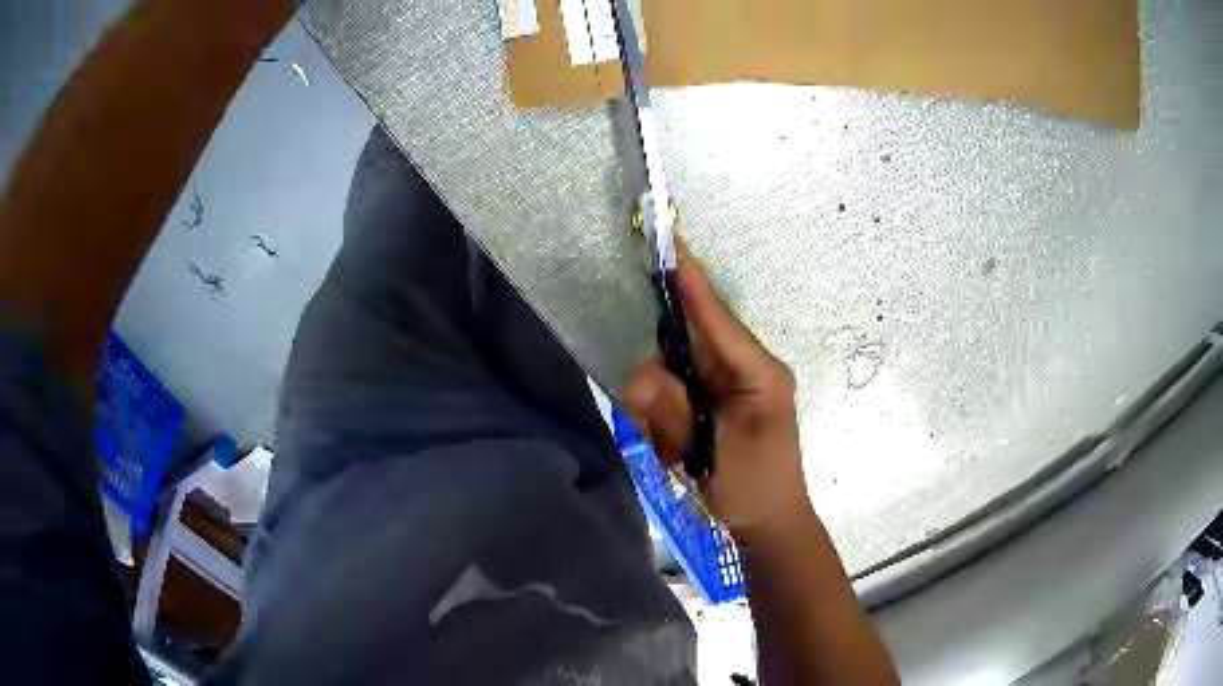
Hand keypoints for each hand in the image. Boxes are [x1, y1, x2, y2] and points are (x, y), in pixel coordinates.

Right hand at [624, 248, 811, 538]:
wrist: (772, 526)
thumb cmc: (753, 488)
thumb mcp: (711, 452)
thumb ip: (673, 410)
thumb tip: (637, 377)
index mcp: (757, 371)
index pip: (716, 317)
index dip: (690, 282)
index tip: (669, 244)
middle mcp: (746, 369)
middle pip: (690, 344)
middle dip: (663, 379)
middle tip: (663, 427)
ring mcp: (735, 386)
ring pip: (680, 372)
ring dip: (665, 410)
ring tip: (678, 451)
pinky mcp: (722, 402)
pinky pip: (682, 394)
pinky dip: (670, 421)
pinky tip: (680, 451)